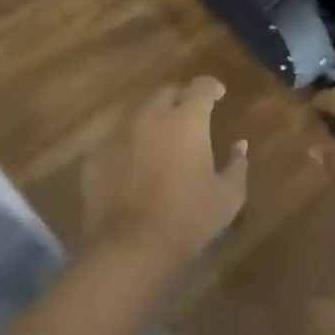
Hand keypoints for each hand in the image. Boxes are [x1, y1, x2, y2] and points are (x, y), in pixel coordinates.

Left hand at [84, 77, 247, 269]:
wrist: (129, 248)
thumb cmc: (187, 219)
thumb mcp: (227, 197)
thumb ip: (237, 165)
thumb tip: (239, 145)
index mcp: (187, 119)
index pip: (201, 87)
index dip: (211, 87)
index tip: (218, 94)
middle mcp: (151, 116)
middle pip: (166, 94)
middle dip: (180, 100)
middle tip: (189, 118)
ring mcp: (119, 134)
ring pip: (139, 116)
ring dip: (153, 123)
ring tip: (161, 144)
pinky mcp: (96, 156)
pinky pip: (117, 142)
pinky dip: (129, 147)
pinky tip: (134, 169)